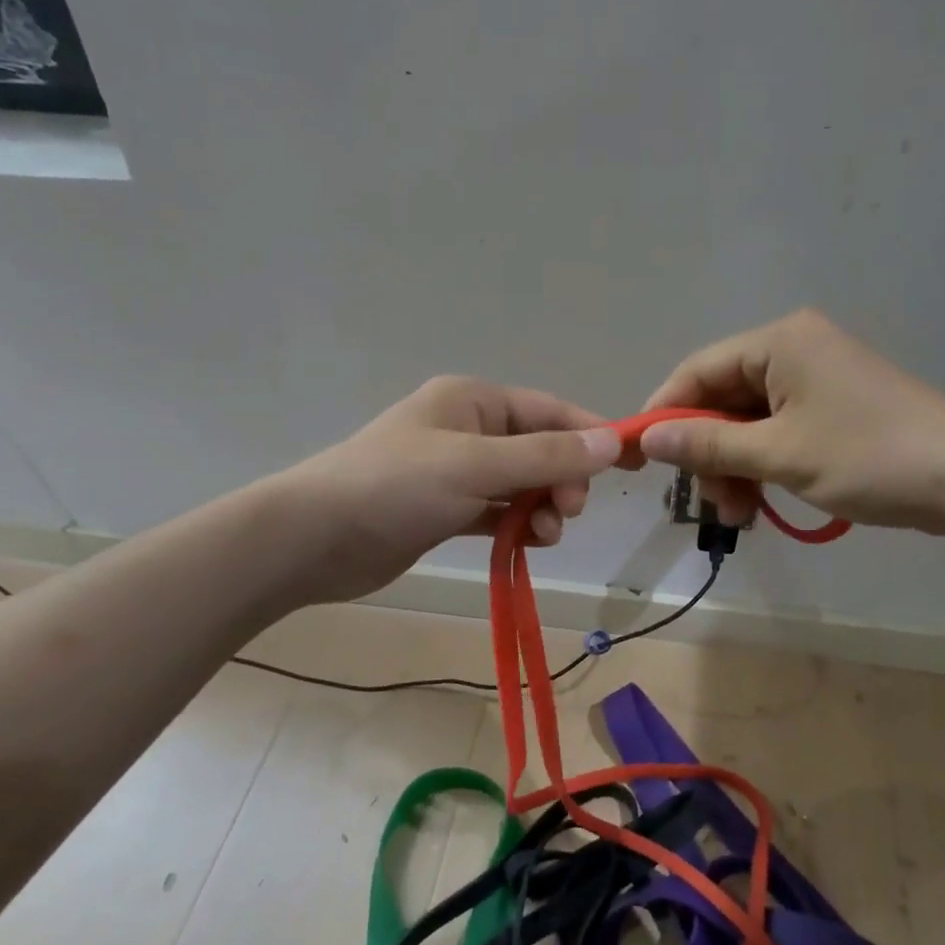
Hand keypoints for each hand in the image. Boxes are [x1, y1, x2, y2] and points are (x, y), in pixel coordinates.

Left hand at [280, 376, 621, 602]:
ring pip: (520, 484)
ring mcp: (454, 471)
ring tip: (542, 534)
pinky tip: (525, 543)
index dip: (591, 434)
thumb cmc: (395, 486)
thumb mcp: (476, 465)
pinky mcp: (444, 510)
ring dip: (540, 507)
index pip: (549, 411)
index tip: (631, 463)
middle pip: (538, 449)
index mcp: (473, 401)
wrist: (313, 539)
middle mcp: (467, 429)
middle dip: (561, 479)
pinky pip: (497, 512)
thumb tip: (612, 442)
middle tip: (565, 511)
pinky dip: (515, 525)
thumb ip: (545, 456)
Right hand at [639, 310, 944, 535]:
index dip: (664, 413)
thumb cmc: (871, 457)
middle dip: (708, 452)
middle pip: (721, 399)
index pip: (697, 371)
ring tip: (741, 514)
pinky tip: (761, 502)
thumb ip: (707, 444)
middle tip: (712, 501)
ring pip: (746, 422)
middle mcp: (794, 350)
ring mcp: (815, 379)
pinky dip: (762, 465)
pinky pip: (776, 432)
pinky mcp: (832, 407)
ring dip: (734, 467)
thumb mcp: (779, 454)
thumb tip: (648, 438)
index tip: (641, 458)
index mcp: (779, 342)